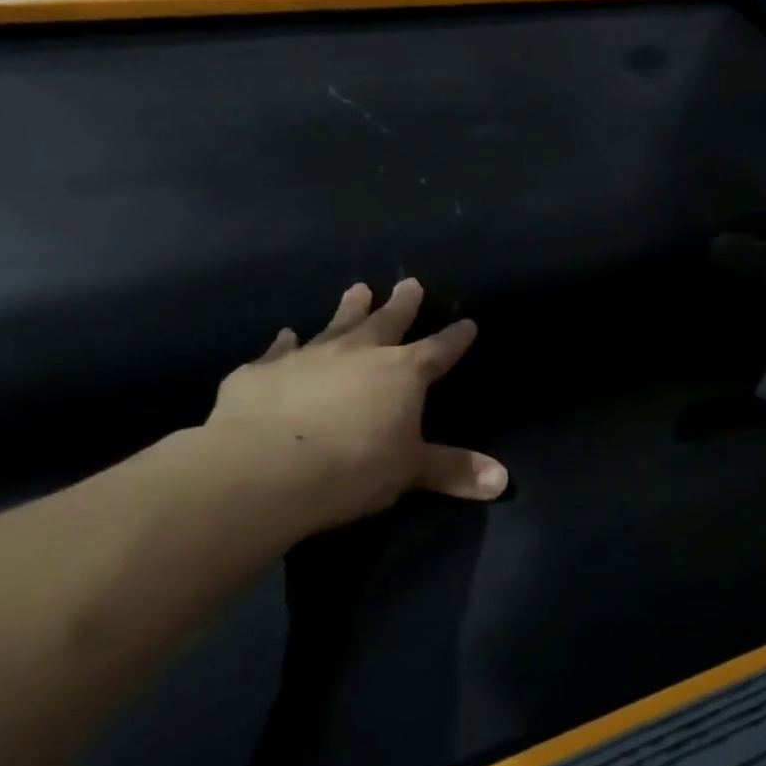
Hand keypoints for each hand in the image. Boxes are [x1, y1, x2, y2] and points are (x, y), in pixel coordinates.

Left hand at [205, 279, 507, 535]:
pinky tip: (285, 335)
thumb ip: (454, 470)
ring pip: (336, 325)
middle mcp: (358, 353)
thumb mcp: (411, 470)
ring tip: (358, 289)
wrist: (264, 468)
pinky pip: (278, 351)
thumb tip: (503, 481)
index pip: (439, 350)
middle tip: (410, 283)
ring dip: (349, 308)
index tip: (468, 323)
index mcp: (402, 373)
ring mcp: (308, 357)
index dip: (455, 339)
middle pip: (387, 322)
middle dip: (402, 304)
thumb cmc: (353, 466)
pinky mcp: (261, 372)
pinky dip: (284, 343)